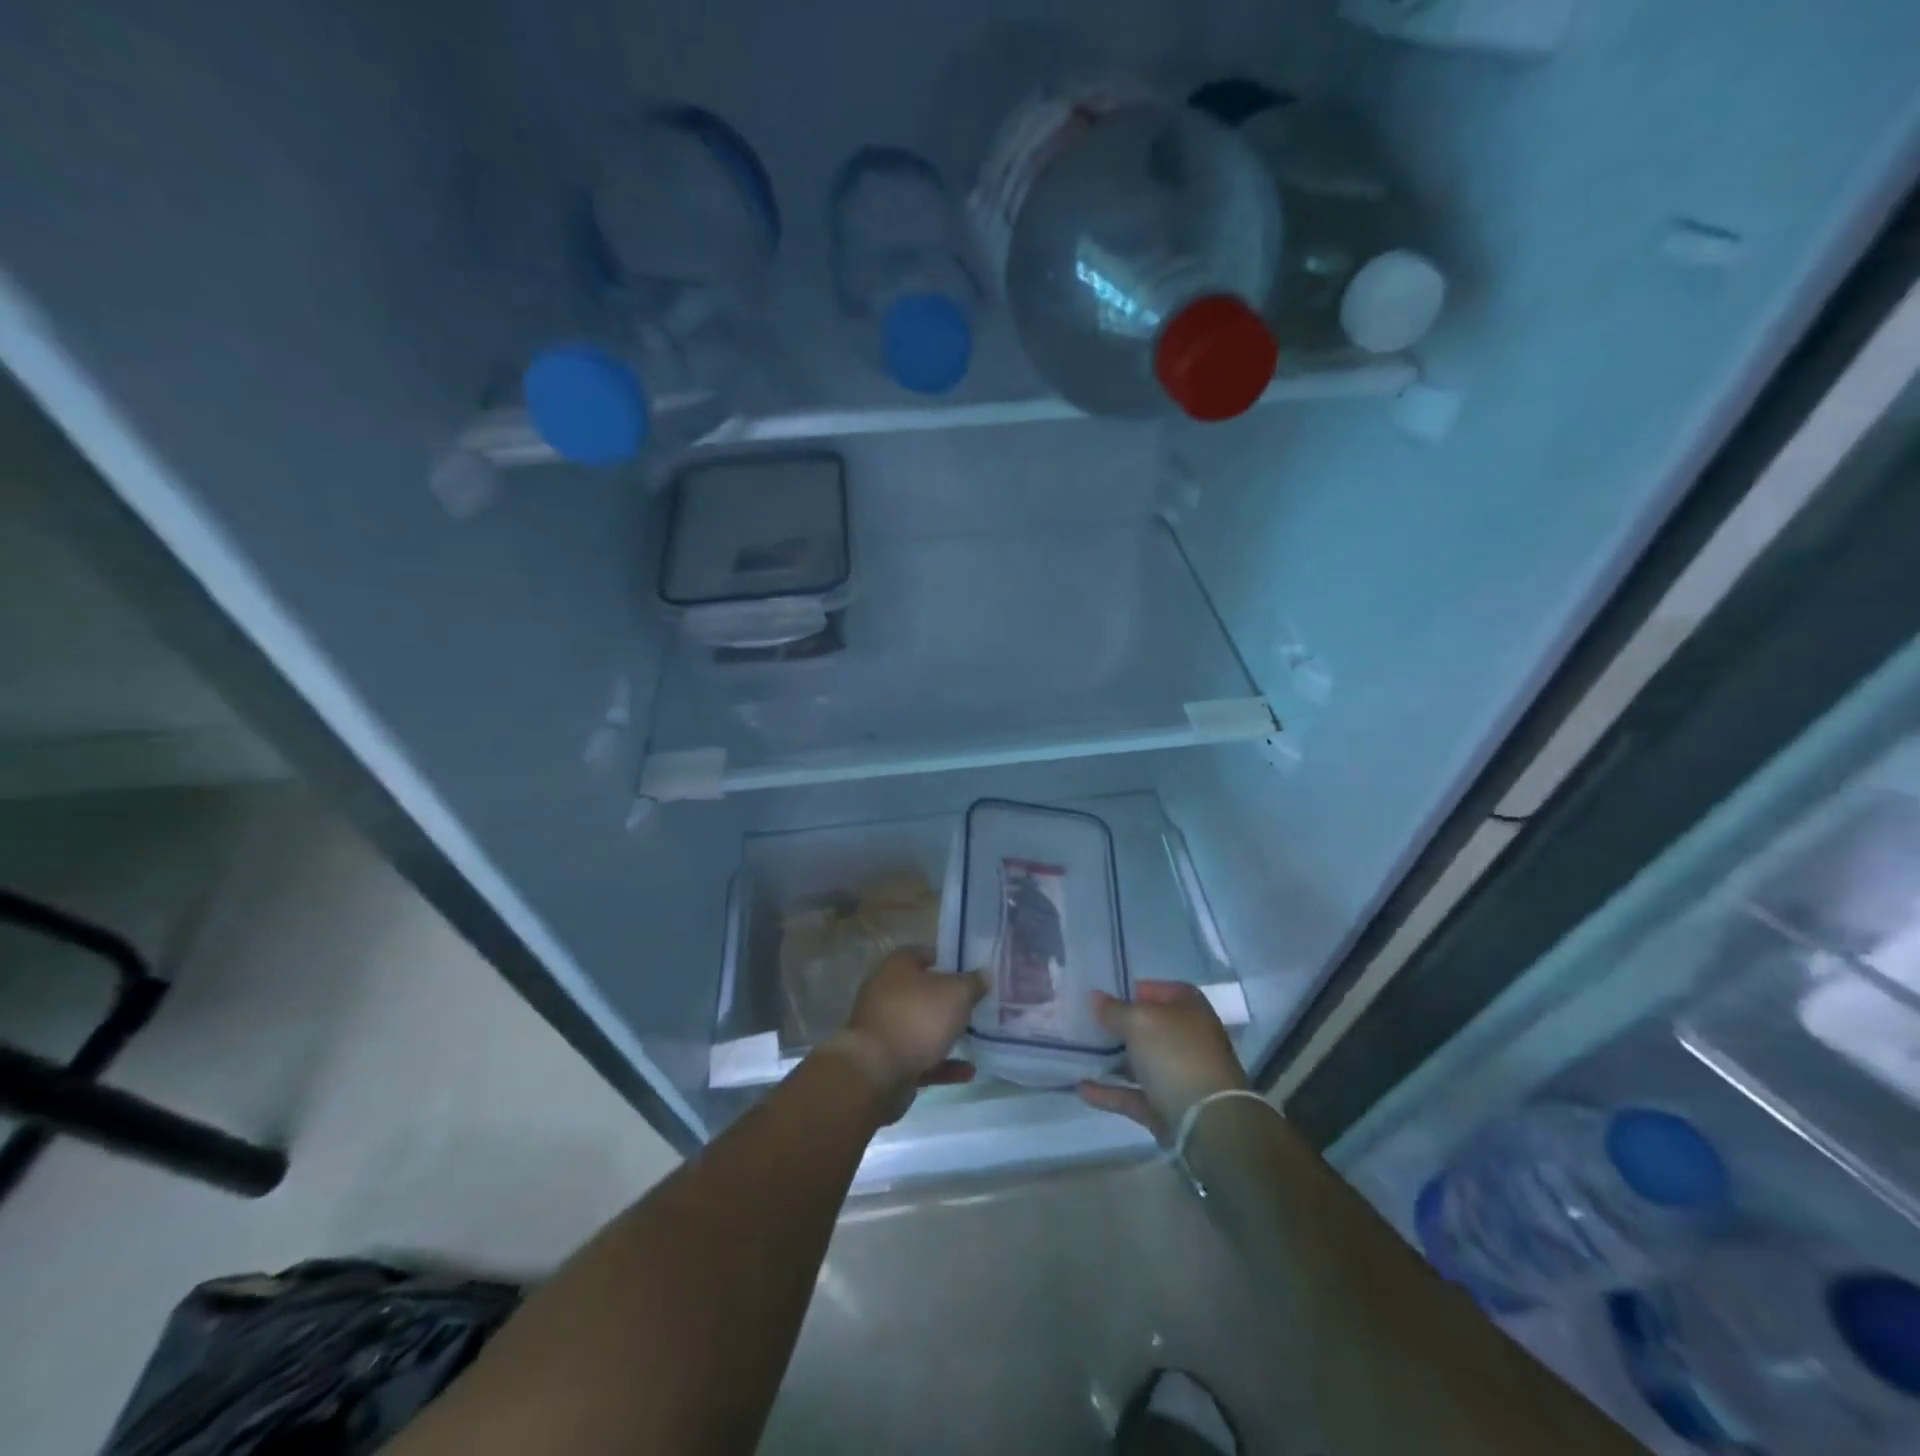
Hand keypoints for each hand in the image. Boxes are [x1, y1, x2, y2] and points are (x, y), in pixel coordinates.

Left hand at [825, 950, 986, 1122]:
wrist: (876, 1071)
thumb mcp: (956, 994)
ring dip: (944, 1033)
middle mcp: (885, 992)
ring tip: (974, 1037)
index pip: (923, 953)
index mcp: (898, 967)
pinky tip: (967, 1071)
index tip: (970, 970)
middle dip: (946, 999)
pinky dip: (941, 1063)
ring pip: (919, 1026)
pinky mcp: (886, 1060)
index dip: (947, 959)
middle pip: (921, 991)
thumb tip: (984, 974)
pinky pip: (919, 1058)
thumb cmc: (918, 1018)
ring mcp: (884, 1028)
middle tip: (975, 1004)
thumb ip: (973, 983)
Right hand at [1077, 980, 1246, 1141]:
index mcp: (1190, 1010)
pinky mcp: (1166, 1108)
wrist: (1207, 1122)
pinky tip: (1081, 1088)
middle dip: (1119, 1024)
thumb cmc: (1176, 1055)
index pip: (1163, 990)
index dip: (1137, 989)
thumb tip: (1096, 997)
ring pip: (1140, 1062)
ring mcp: (1178, 1076)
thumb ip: (1114, 1010)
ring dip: (1112, 1058)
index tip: (1107, 993)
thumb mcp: (1139, 1022)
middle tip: (1085, 1020)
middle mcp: (1187, 1040)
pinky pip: (1132, 1095)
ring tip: (1077, 1052)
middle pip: (1150, 1027)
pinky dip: (1109, 1092)